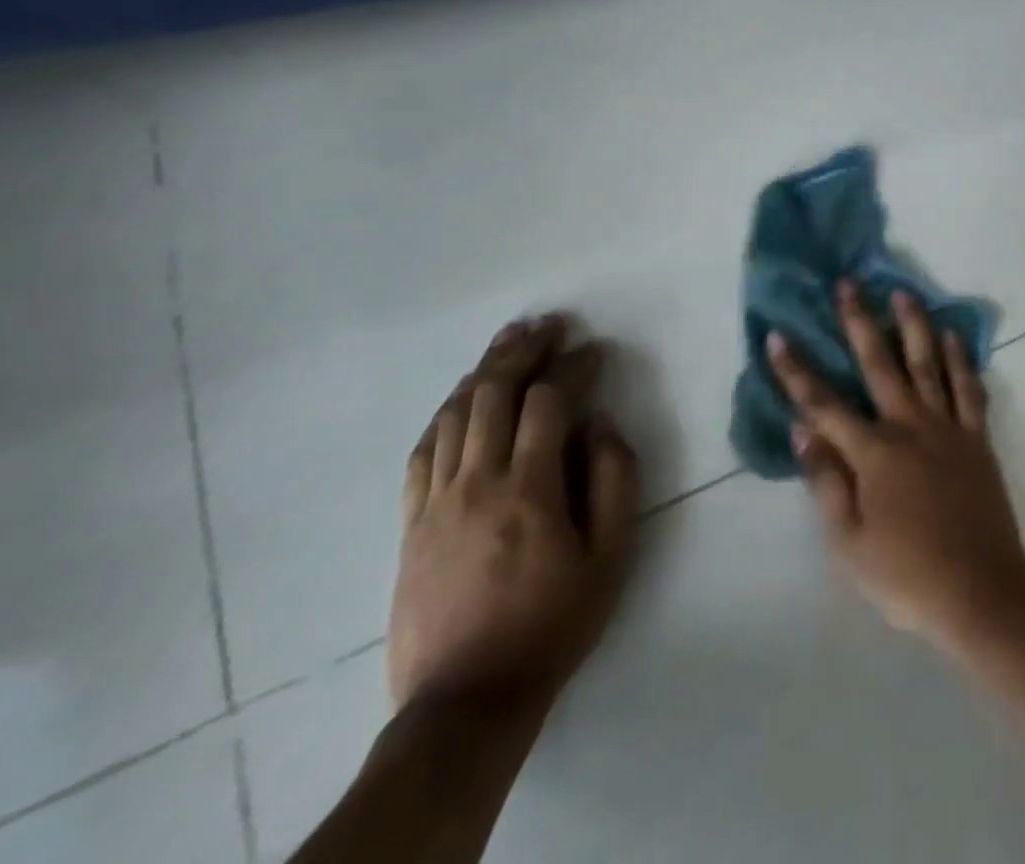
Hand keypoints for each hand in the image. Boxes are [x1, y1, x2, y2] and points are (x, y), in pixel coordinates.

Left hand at [388, 315, 637, 721]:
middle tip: (549, 323)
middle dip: (524, 350)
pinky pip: (423, 451)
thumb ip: (614, 479)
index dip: (575, 366)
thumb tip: (601, 422)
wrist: (465, 700)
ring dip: (484, 370)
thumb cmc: (553, 622)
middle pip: (495, 394)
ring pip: (456, 414)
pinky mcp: (411, 523)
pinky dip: (446, 413)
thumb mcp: (611, 555)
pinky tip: (461, 398)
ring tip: (508, 341)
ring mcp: (436, 501)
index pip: (550, 402)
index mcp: (530, 488)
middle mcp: (477, 481)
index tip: (596, 348)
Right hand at [767, 282, 1024, 653]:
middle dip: (860, 321)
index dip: (797, 370)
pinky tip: (953, 336)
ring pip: (928, 363)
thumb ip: (825, 483)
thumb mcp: (849, 544)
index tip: (778, 335)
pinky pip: (969, 388)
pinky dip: (961, 359)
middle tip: (850, 283)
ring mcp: (948, 427)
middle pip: (880, 364)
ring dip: (914, 325)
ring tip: (903, 292)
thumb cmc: (907, 575)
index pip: (824, 404)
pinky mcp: (977, 437)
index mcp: (874, 453)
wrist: (982, 590)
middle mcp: (910, 427)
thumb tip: (801, 430)